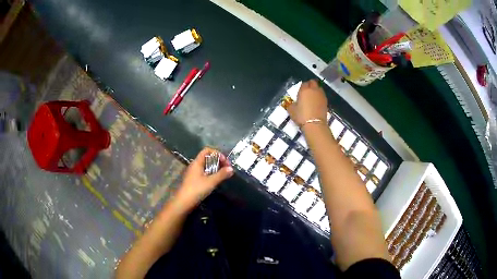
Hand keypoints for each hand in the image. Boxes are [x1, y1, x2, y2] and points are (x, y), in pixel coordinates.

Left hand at [174, 147, 233, 209]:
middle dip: (218, 161)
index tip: (225, 162)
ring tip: (223, 175)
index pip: (207, 150)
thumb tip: (231, 169)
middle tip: (227, 169)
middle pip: (207, 157)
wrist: (184, 202)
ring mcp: (194, 173)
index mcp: (197, 162)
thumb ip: (221, 174)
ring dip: (216, 168)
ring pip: (206, 166)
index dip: (217, 153)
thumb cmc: (197, 189)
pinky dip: (211, 174)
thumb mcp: (211, 182)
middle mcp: (195, 165)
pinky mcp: (194, 180)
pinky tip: (216, 180)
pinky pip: (204, 172)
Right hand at [288, 80, 327, 125]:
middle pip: (313, 82)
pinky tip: (316, 103)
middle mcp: (314, 90)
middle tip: (307, 92)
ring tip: (312, 97)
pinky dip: (319, 97)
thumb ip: (291, 104)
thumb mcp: (291, 110)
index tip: (300, 92)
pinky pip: (322, 96)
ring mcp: (321, 95)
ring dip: (316, 90)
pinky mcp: (326, 102)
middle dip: (310, 85)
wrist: (315, 124)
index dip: (302, 87)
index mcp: (304, 90)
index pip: (304, 83)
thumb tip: (293, 103)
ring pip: (319, 88)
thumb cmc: (301, 116)